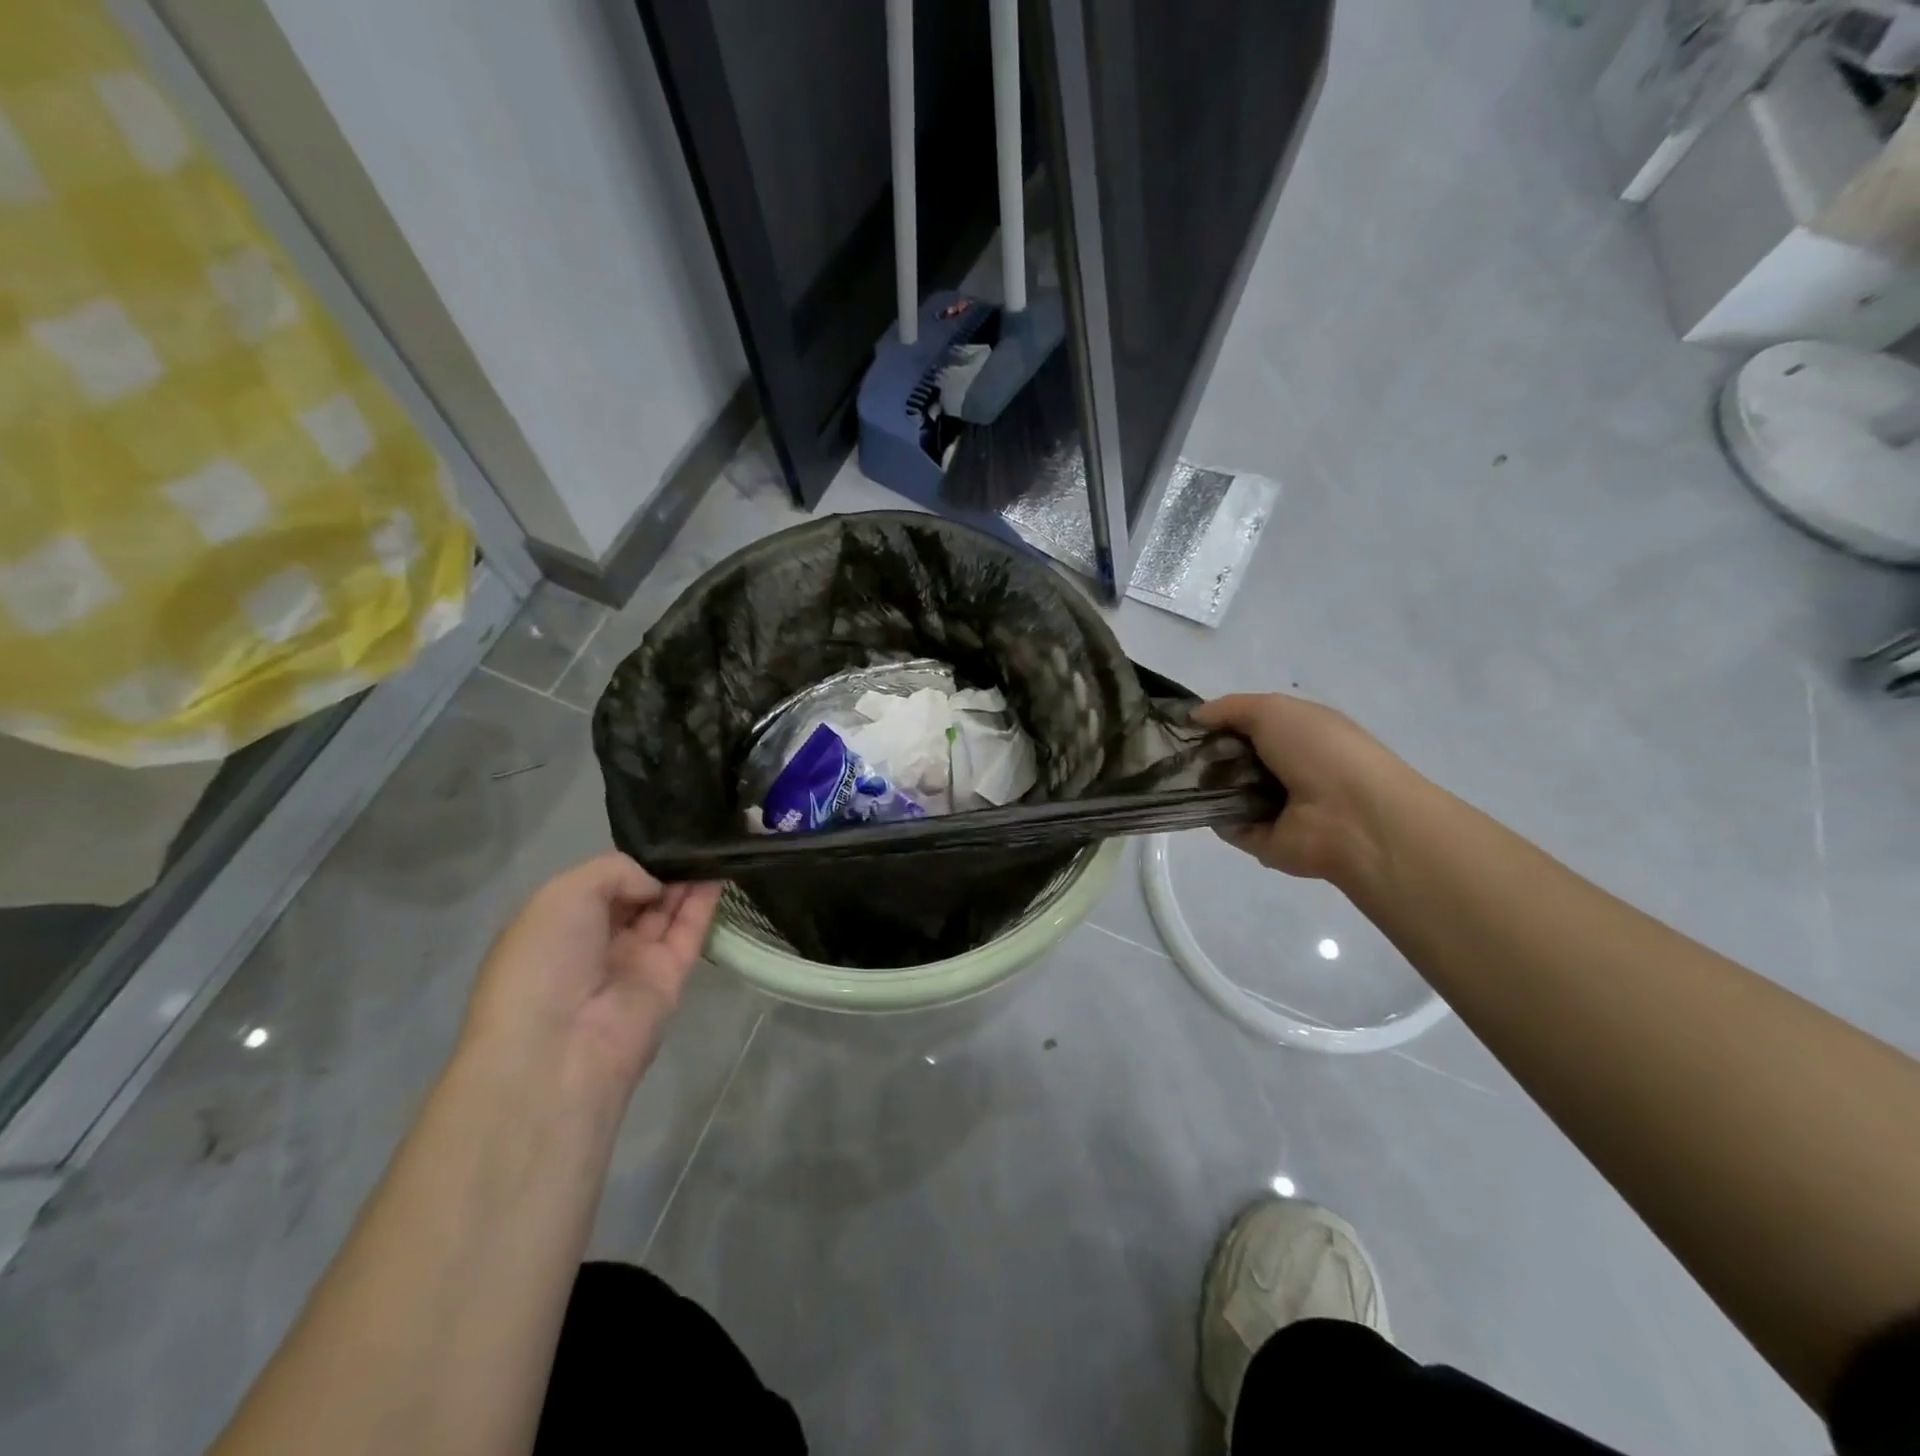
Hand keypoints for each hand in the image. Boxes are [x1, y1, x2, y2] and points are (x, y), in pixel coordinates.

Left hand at [459, 853, 722, 1105]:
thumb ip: (616, 870)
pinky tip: (720, 869)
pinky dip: (704, 903)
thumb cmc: (545, 961)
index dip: (629, 861)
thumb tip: (656, 885)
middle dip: (662, 868)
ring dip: (687, 879)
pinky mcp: (669, 979)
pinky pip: (689, 933)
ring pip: (666, 911)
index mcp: (558, 924)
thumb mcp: (563, 894)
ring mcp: (634, 962)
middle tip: (694, 835)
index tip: (660, 835)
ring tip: (713, 844)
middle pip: (637, 896)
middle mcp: (595, 942)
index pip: (601, 884)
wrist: (559, 1046)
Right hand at [1191, 693, 1424, 884]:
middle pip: (1232, 758)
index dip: (1218, 722)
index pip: (1248, 725)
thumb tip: (1194, 717)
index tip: (1186, 724)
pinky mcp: (1262, 838)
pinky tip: (1196, 803)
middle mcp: (1286, 768)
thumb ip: (1230, 708)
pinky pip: (1225, 823)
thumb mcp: (1273, 709)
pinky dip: (1210, 814)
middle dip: (1205, 753)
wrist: (1352, 817)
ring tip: (1181, 777)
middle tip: (1181, 752)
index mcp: (1297, 734)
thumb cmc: (1318, 750)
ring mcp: (1273, 806)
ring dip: (1204, 783)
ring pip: (1225, 790)